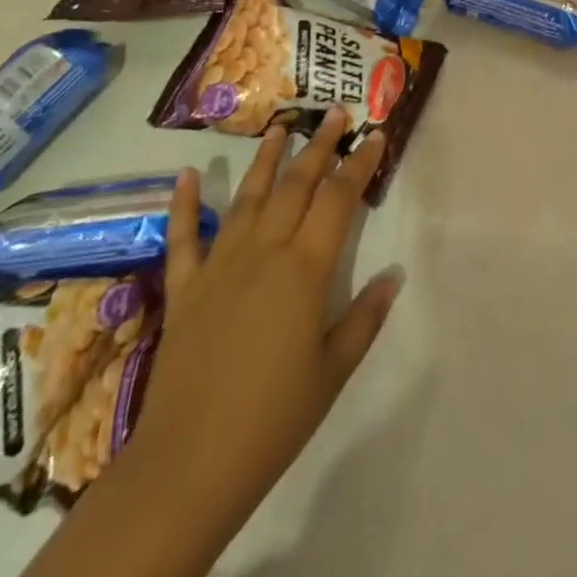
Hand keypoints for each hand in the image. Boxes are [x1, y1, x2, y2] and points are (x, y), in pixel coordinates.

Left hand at [24, 106, 397, 576]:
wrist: (188, 463)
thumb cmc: (273, 419)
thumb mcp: (333, 371)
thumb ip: (365, 318)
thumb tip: (393, 275)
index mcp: (304, 269)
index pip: (338, 200)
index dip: (359, 164)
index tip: (374, 136)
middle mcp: (263, 251)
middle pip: (296, 185)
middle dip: (319, 146)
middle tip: (335, 113)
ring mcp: (219, 265)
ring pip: (247, 197)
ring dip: (266, 160)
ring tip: (280, 127)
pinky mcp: (185, 288)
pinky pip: (183, 237)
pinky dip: (183, 204)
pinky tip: (185, 175)